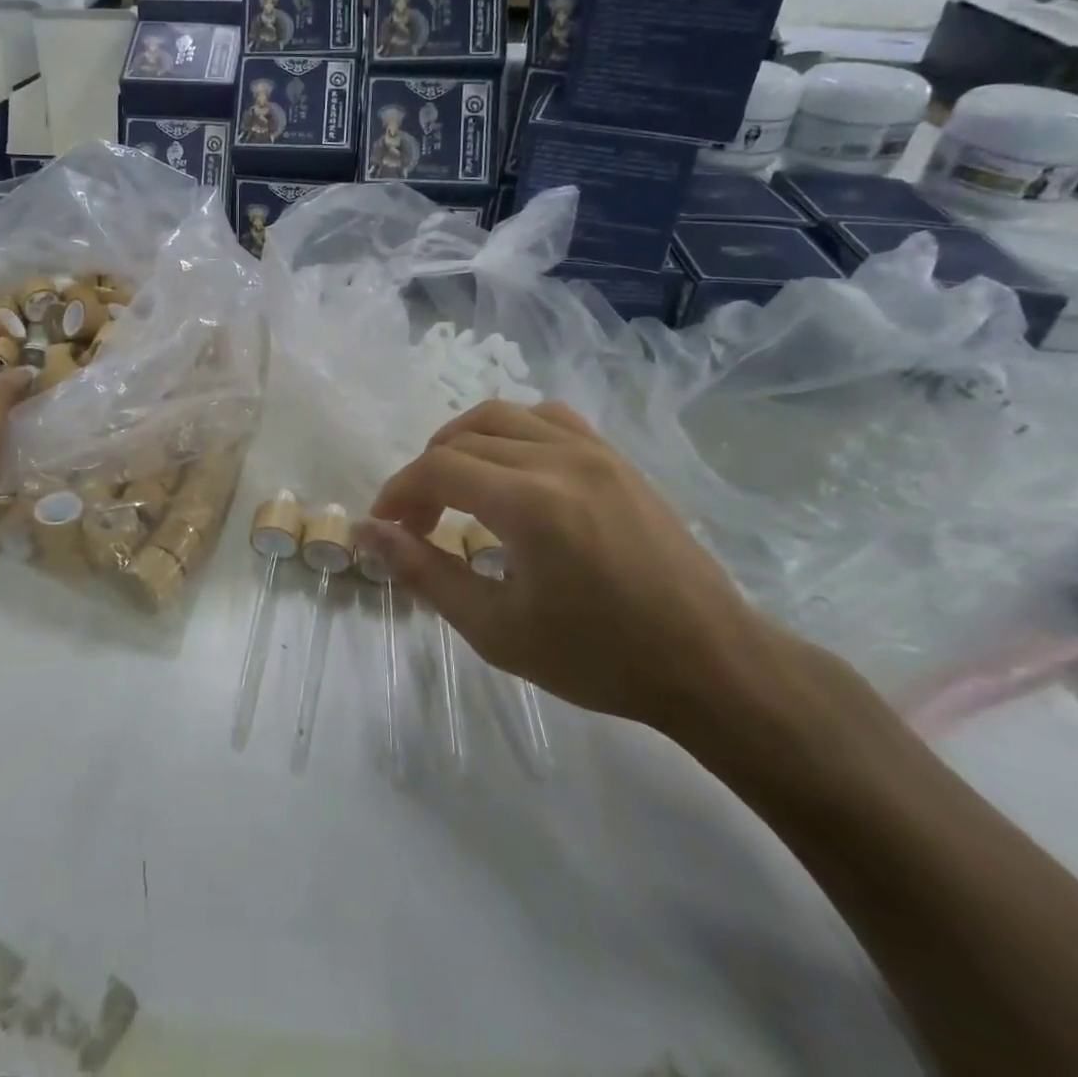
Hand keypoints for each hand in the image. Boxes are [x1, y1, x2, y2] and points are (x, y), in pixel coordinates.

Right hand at [356, 401, 787, 732]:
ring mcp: (594, 451)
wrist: (709, 661)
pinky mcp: (616, 457)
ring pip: (501, 416)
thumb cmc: (599, 657)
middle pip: (462, 439)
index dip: (399, 492)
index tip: (386, 527)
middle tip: (417, 522)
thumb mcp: (496, 629)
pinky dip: (511, 431)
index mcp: (530, 502)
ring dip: (462, 443)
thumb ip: (425, 572)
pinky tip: (510, 467)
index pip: (438, 469)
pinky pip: (548, 417)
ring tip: (454, 486)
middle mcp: (559, 458)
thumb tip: (368, 534)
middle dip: (425, 476)